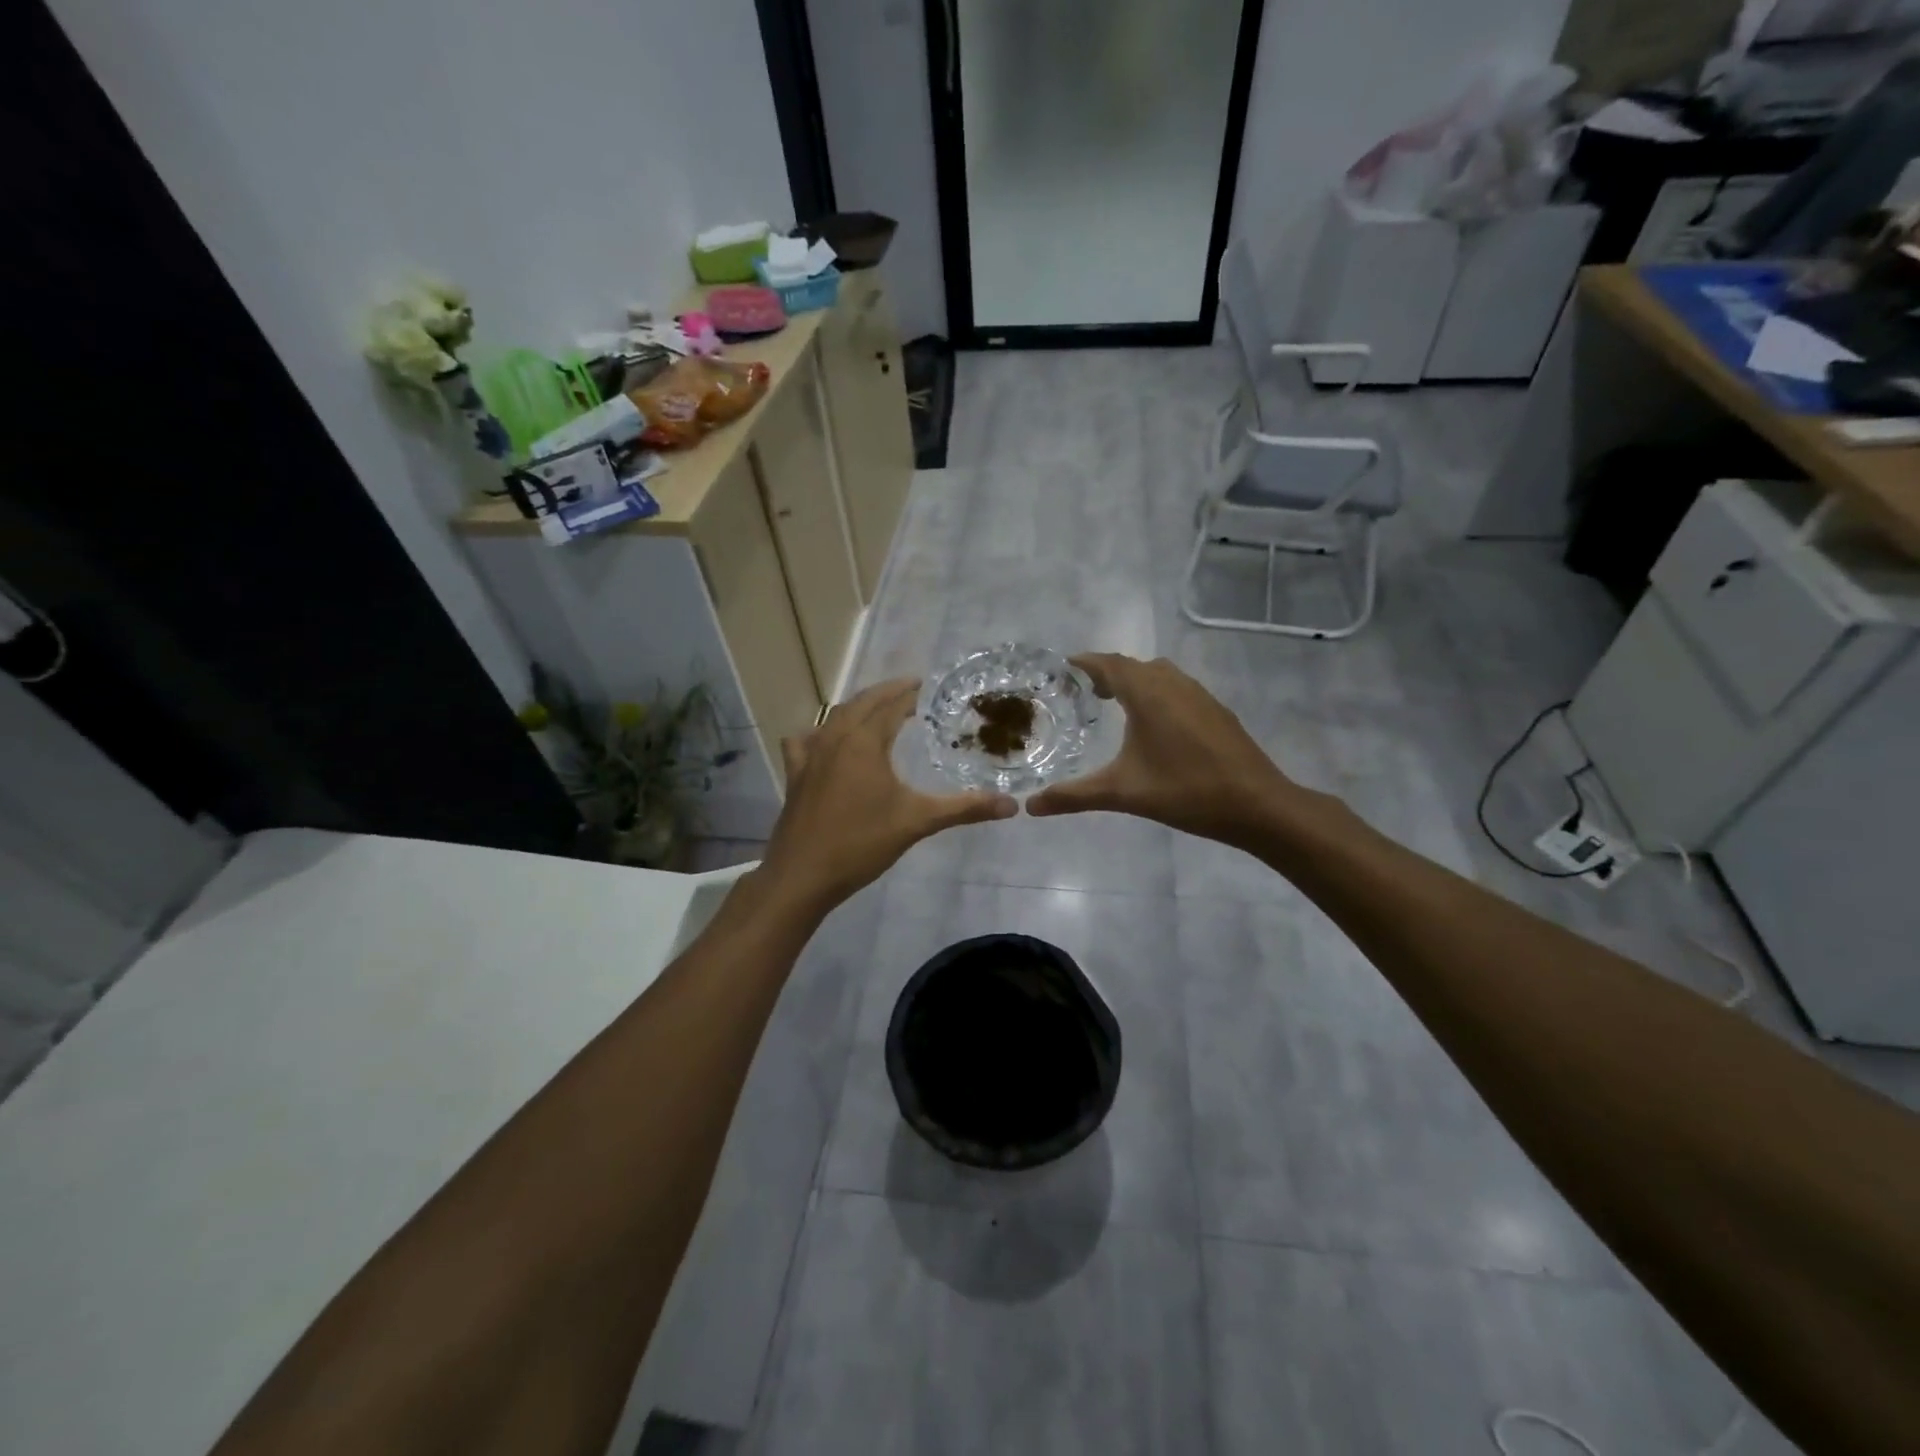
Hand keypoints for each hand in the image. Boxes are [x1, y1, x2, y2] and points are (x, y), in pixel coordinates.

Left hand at [758, 678, 1016, 908]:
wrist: (803, 875)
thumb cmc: (861, 843)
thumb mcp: (918, 822)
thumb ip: (964, 808)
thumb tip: (1011, 806)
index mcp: (864, 741)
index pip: (891, 705)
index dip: (910, 694)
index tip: (927, 687)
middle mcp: (834, 738)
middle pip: (861, 703)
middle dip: (886, 693)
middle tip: (909, 690)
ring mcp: (809, 756)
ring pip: (834, 718)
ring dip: (857, 708)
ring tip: (876, 711)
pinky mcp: (795, 775)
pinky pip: (805, 740)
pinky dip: (819, 733)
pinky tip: (824, 742)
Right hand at [1027, 654, 1310, 848]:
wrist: (1256, 804)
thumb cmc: (1185, 791)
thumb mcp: (1122, 793)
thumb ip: (1074, 796)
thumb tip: (1030, 807)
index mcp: (1148, 694)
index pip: (1110, 664)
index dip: (1086, 662)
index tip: (1064, 666)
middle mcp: (1173, 684)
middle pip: (1134, 666)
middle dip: (1108, 672)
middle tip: (1085, 691)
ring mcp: (1200, 695)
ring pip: (1160, 675)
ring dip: (1135, 681)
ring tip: (1116, 704)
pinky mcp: (1216, 711)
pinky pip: (1178, 688)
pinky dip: (1158, 693)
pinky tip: (1155, 725)